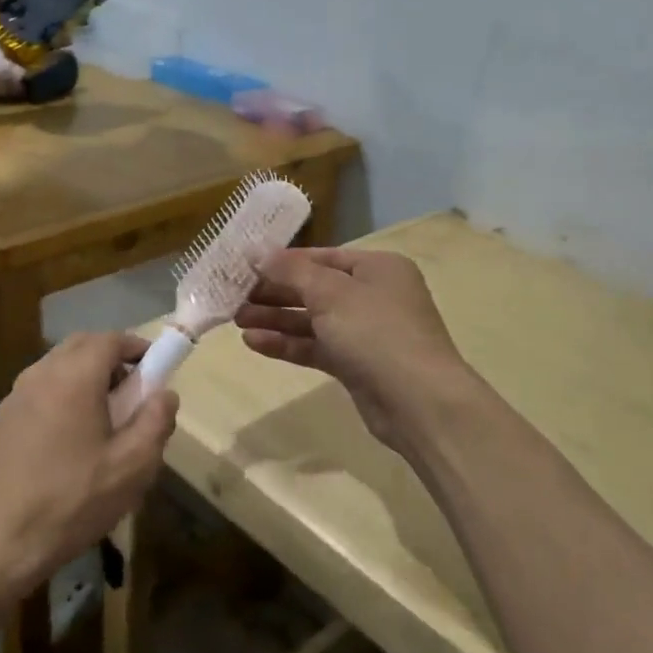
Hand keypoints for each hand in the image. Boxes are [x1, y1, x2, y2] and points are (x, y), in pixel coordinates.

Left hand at [0, 332, 176, 593]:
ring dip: (86, 375)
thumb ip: (156, 422)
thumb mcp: (132, 467)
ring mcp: (15, 396)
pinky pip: (41, 388)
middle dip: (112, 357)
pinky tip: (73, 435)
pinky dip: (64, 393)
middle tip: (134, 390)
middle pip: (81, 345)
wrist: (0, 542)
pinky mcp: (2, 419)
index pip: (109, 339)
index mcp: (73, 378)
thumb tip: (165, 394)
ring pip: (58, 365)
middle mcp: (40, 375)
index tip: (156, 367)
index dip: (137, 347)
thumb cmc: (73, 501)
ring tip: (106, 415)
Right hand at [236, 248, 473, 452]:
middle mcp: (373, 295)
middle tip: (234, 295)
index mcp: (377, 268)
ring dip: (275, 318)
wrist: (418, 402)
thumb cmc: (376, 332)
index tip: (244, 266)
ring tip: (235, 319)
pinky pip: (315, 347)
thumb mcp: (330, 293)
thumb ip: (290, 271)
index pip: (321, 257)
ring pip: (312, 320)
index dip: (282, 261)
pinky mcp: (355, 365)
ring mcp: (365, 332)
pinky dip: (287, 344)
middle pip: (314, 288)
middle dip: (275, 292)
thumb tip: (255, 250)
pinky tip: (253, 342)